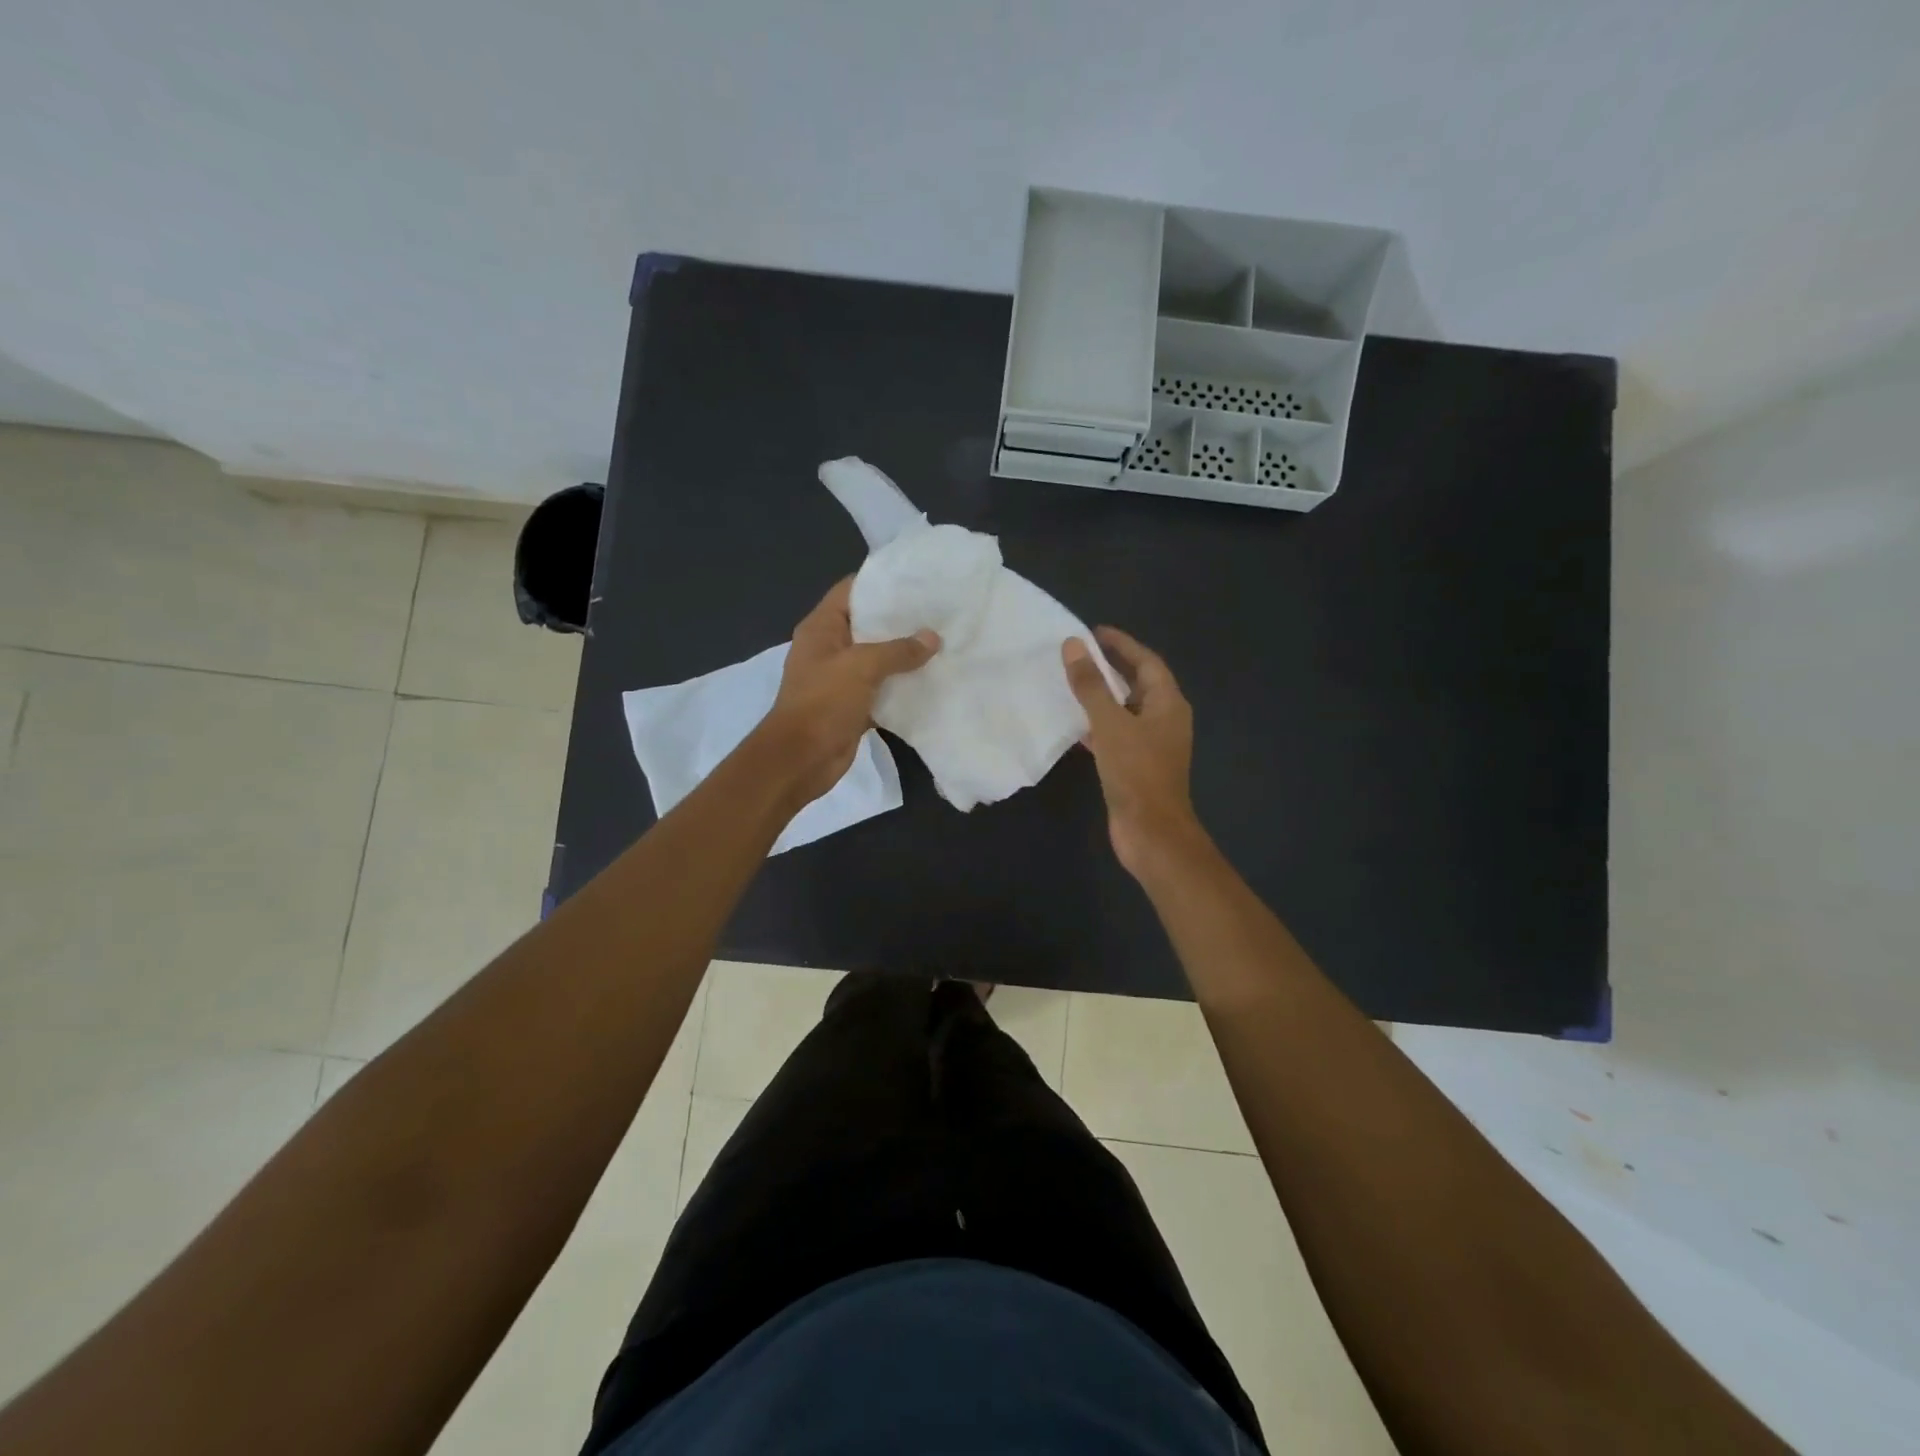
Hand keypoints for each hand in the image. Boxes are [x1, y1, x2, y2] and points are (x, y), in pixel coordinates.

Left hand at [759, 577, 938, 805]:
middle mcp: (829, 648)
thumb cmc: (824, 702)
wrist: (801, 759)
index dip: (881, 582)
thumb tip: (933, 637)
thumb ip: (898, 650)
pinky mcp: (852, 704)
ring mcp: (840, 678)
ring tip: (942, 642)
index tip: (918, 580)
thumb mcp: (862, 667)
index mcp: (821, 628)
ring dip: (904, 654)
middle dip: (900, 620)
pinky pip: (881, 687)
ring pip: (877, 658)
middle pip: (868, 624)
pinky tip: (931, 679)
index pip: (851, 590)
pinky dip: (901, 685)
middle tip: (939, 612)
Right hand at [1063, 627, 1203, 877]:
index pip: (1147, 662)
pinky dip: (1097, 726)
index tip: (1094, 631)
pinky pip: (1115, 735)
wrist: (1151, 833)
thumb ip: (1091, 685)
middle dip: (1111, 668)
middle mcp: (1164, 720)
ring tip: (1072, 683)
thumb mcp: (1110, 724)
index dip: (1122, 644)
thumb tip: (1073, 645)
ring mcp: (1151, 745)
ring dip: (1102, 697)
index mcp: (1168, 704)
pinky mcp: (1135, 766)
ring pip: (1124, 711)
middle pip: (1138, 684)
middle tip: (1079, 654)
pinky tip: (1073, 725)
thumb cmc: (1136, 773)